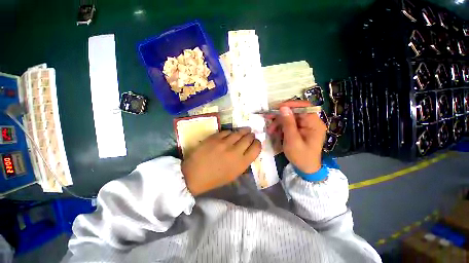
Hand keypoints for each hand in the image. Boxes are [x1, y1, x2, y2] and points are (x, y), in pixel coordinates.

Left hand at [181, 127, 260, 195]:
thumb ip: (243, 162)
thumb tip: (248, 151)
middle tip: (251, 134)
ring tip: (245, 130)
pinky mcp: (215, 138)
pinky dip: (230, 132)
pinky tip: (230, 133)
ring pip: (238, 132)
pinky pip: (226, 131)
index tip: (256, 142)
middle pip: (248, 138)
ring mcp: (224, 143)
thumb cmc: (215, 178)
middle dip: (251, 135)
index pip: (256, 148)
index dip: (258, 143)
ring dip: (243, 131)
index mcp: (241, 163)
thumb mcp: (233, 174)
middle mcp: (235, 151)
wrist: (194, 175)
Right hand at [267, 100, 326, 173]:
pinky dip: (281, 127)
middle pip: (295, 112)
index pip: (304, 106)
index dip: (290, 104)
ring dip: (279, 122)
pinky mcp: (301, 129)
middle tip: (268, 117)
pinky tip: (275, 132)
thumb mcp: (292, 140)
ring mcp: (306, 126)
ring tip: (270, 130)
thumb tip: (283, 107)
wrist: (306, 169)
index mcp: (314, 123)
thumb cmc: (301, 156)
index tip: (277, 108)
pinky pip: (290, 124)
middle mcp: (311, 122)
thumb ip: (288, 123)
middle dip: (281, 115)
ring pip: (290, 118)